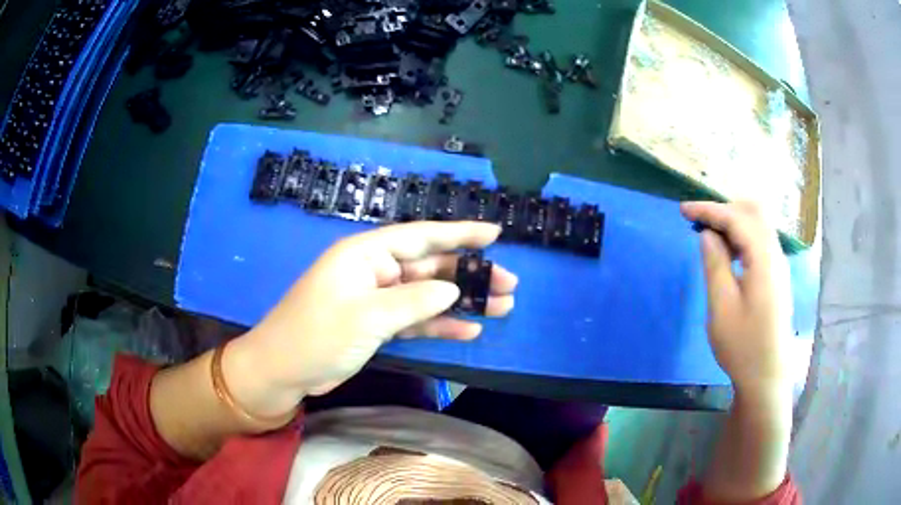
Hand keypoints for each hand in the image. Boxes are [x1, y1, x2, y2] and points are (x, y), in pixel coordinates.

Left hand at [224, 221, 516, 417]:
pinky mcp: (377, 325)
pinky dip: (441, 325)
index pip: (421, 236)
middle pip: (431, 267)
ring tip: (501, 307)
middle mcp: (374, 271)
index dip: (460, 233)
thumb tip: (452, 288)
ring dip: (462, 302)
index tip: (495, 234)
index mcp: (366, 254)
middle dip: (469, 275)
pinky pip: (416, 320)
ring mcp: (377, 299)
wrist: (283, 371)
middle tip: (509, 284)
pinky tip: (469, 331)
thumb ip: (414, 300)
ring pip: (428, 295)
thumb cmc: (317, 335)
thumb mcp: (367, 316)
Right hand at [681, 201, 792, 396]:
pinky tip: (728, 250)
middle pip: (754, 212)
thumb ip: (715, 264)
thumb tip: (708, 235)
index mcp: (764, 260)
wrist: (766, 376)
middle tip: (699, 221)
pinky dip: (742, 235)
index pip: (737, 219)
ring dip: (734, 220)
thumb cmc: (742, 346)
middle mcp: (775, 255)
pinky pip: (760, 240)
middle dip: (725, 208)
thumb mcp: (721, 308)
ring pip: (759, 224)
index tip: (683, 210)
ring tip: (710, 233)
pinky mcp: (776, 275)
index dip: (709, 210)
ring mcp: (778, 265)